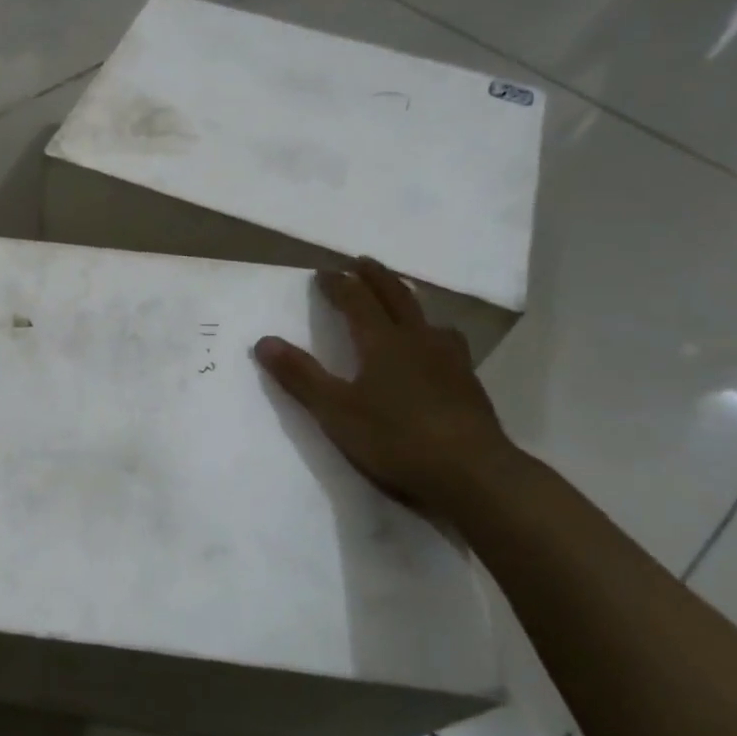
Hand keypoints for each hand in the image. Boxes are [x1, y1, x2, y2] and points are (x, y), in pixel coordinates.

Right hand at [254, 259, 519, 520]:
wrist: (472, 473)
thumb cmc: (395, 438)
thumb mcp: (335, 410)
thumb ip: (300, 375)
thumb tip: (264, 341)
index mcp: (382, 342)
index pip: (357, 300)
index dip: (338, 284)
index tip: (323, 273)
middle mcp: (418, 340)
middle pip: (397, 297)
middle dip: (376, 277)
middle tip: (362, 262)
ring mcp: (450, 361)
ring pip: (428, 319)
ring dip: (409, 302)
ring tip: (402, 302)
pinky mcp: (468, 384)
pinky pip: (448, 343)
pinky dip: (432, 333)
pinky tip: (434, 352)